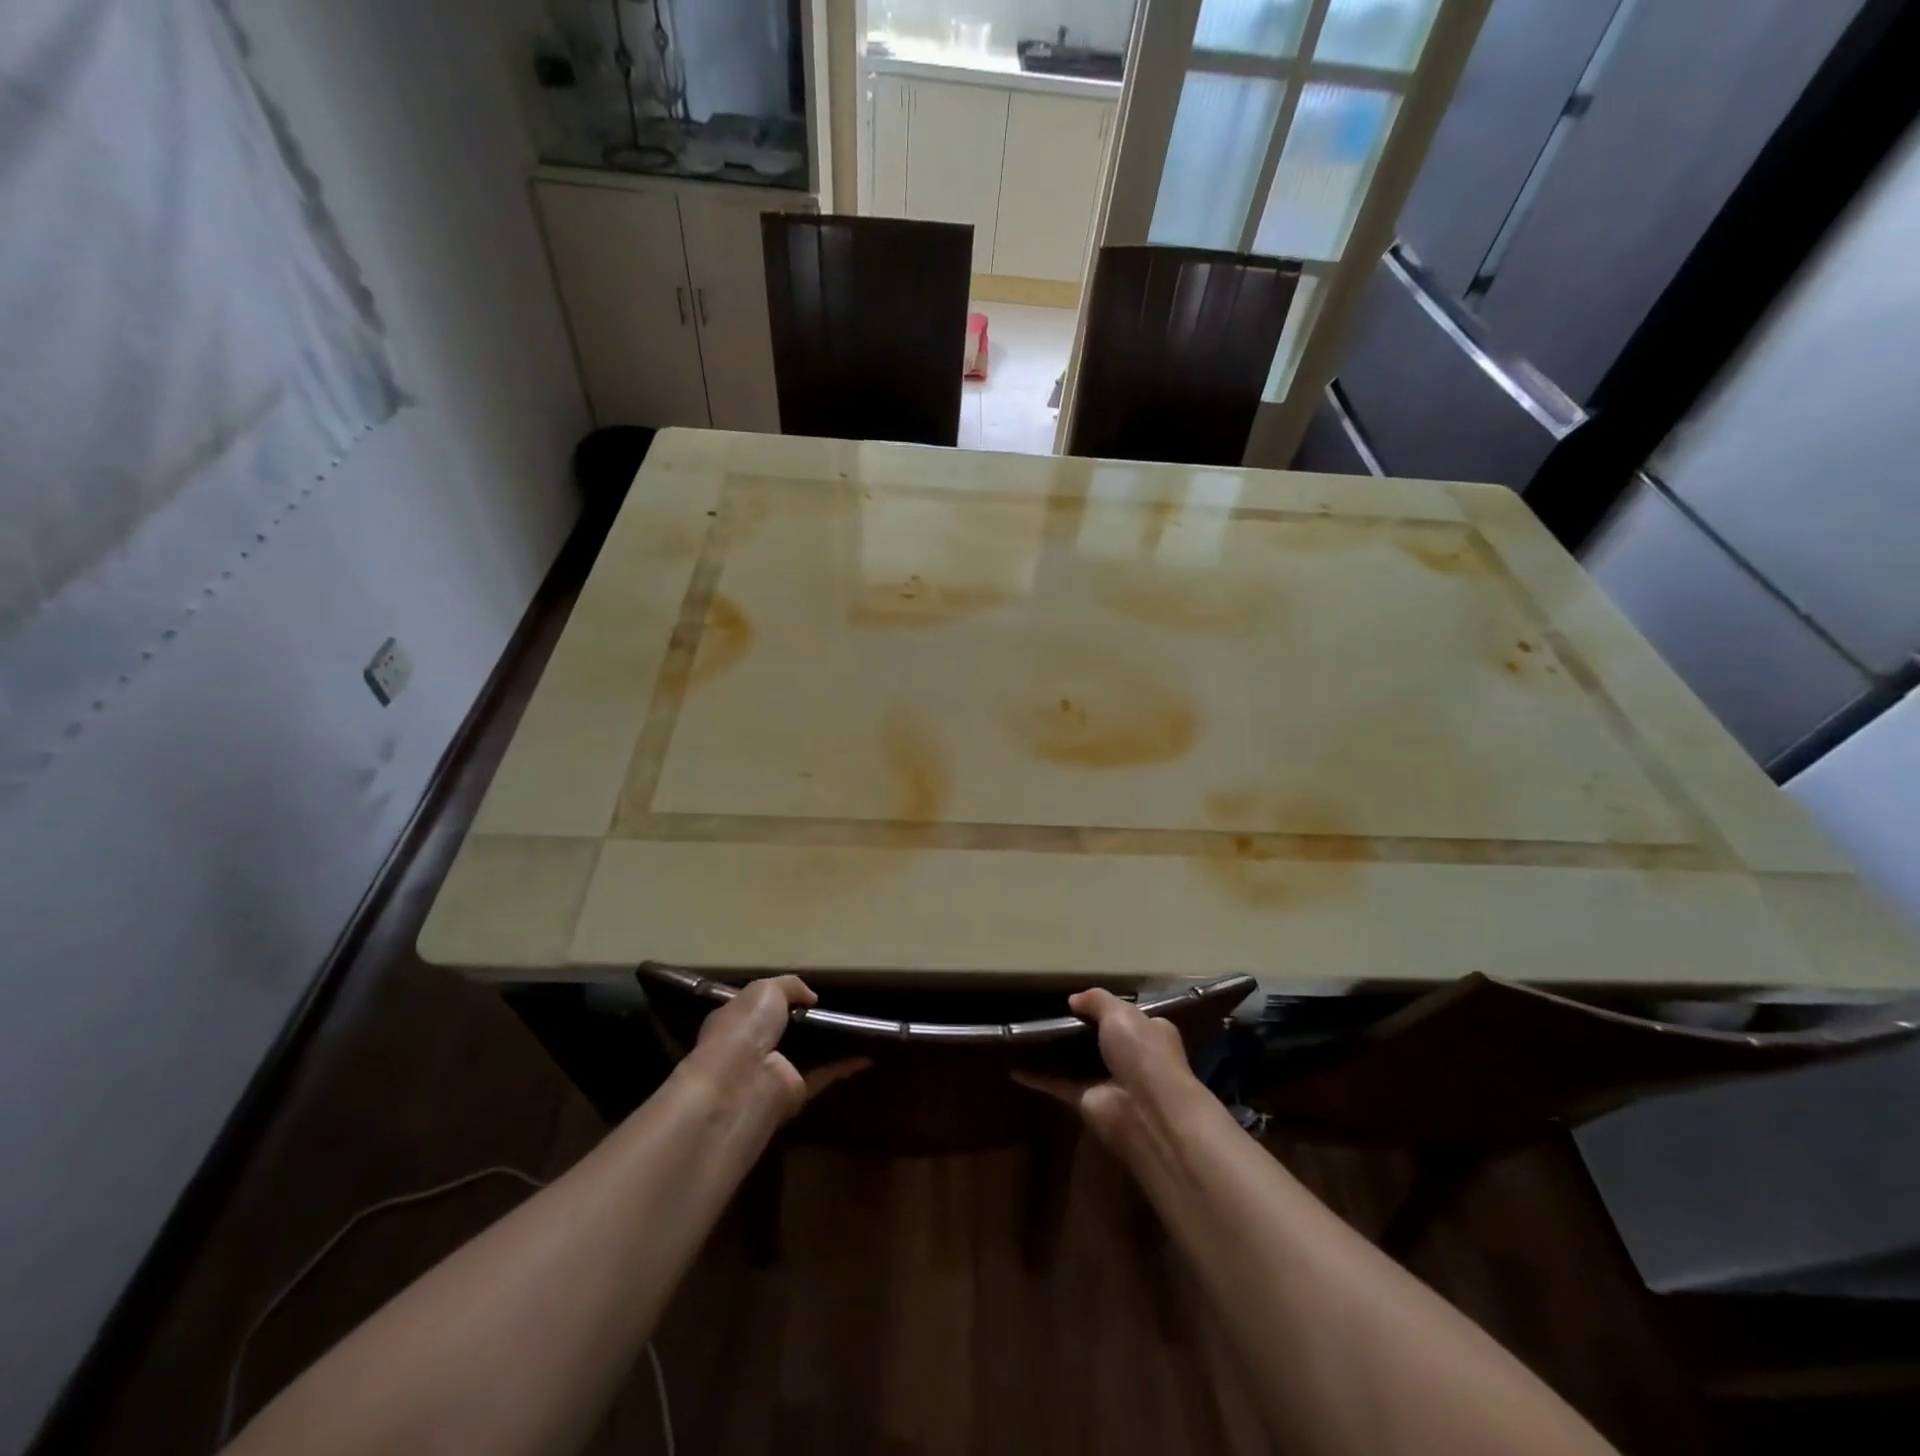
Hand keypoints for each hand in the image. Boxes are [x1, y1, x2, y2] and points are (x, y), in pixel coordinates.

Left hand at [677, 976, 866, 1123]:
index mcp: (737, 1022)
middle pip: (786, 1032)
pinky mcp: (795, 1094)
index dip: (781, 999)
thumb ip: (790, 986)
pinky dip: (844, 1066)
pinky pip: (824, 1075)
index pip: (758, 1008)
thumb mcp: (765, 989)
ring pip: (807, 1055)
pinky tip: (867, 1055)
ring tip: (860, 1027)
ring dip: (829, 1045)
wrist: (741, 1082)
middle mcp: (752, 1048)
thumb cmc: (744, 1028)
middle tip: (840, 1007)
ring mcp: (774, 1072)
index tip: (808, 993)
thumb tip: (812, 997)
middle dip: (809, 1022)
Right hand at [1013, 988, 1206, 1144]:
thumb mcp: (1121, 1013)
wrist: (1146, 1110)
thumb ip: (1097, 1000)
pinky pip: (1057, 1084)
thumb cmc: (1142, 1053)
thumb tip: (1074, 1000)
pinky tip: (1014, 1067)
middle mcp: (1131, 1058)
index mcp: (1149, 1033)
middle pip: (1100, 1040)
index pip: (1128, 1017)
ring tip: (1026, 1034)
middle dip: (1078, 1030)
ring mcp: (1107, 1081)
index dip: (1107, 1008)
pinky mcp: (1085, 1102)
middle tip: (1046, 1012)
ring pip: (1076, 1062)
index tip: (1080, 1000)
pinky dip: (1037, 1077)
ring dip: (1056, 1052)